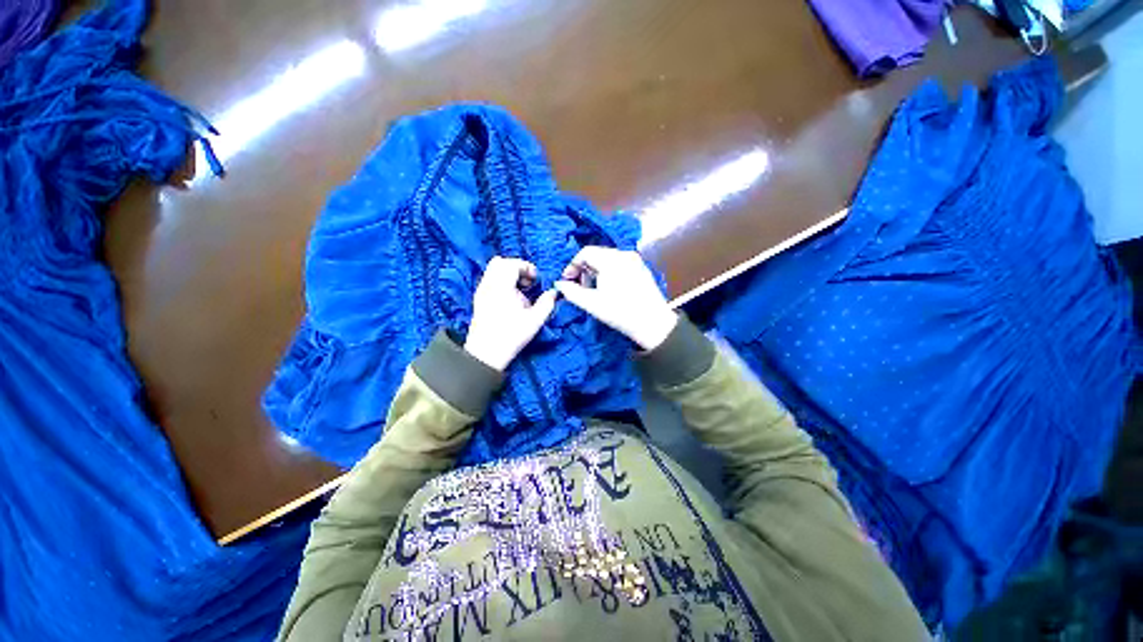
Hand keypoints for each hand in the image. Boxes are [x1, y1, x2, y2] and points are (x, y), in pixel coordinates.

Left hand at [464, 257, 557, 370]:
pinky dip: (501, 282)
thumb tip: (554, 293)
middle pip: (499, 262)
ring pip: (493, 270)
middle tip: (528, 282)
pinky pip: (490, 280)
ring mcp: (481, 292)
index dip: (527, 267)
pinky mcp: (479, 299)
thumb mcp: (534, 321)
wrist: (486, 353)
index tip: (536, 280)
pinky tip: (510, 298)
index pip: (511, 264)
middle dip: (516, 267)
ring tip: (520, 290)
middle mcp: (488, 285)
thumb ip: (546, 303)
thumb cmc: (511, 336)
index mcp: (501, 287)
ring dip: (508, 274)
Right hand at [555, 247, 677, 350]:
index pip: (585, 252)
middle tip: (579, 286)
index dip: (572, 265)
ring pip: (608, 258)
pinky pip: (619, 263)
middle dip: (584, 268)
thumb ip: (571, 292)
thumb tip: (559, 284)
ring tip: (592, 289)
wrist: (652, 323)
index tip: (567, 280)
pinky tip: (608, 288)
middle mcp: (624, 254)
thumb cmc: (620, 313)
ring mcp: (635, 260)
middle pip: (597, 254)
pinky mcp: (641, 268)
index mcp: (611, 260)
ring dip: (596, 270)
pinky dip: (609, 271)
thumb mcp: (591, 303)